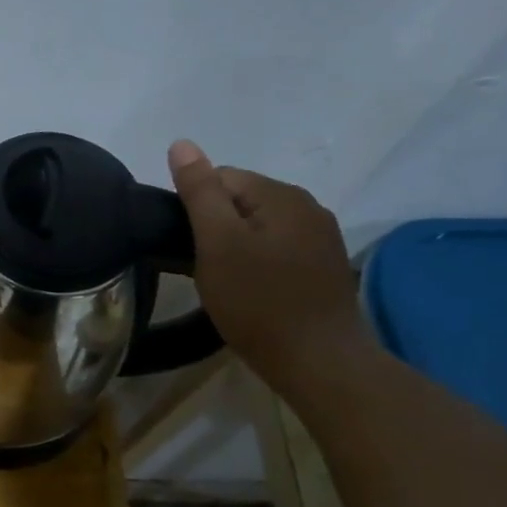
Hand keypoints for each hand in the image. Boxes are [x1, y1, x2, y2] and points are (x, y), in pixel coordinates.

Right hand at [167, 139, 372, 389]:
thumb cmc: (258, 301)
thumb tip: (182, 143)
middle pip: (243, 201)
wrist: (318, 362)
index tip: (191, 247)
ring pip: (260, 227)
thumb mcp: (217, 243)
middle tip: (206, 269)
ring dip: (238, 247)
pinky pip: (279, 250)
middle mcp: (309, 207)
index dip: (196, 210)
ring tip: (227, 284)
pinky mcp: (325, 267)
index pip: (222, 178)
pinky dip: (260, 264)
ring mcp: (322, 238)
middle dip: (218, 228)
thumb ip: (199, 191)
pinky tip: (254, 293)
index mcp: (282, 194)